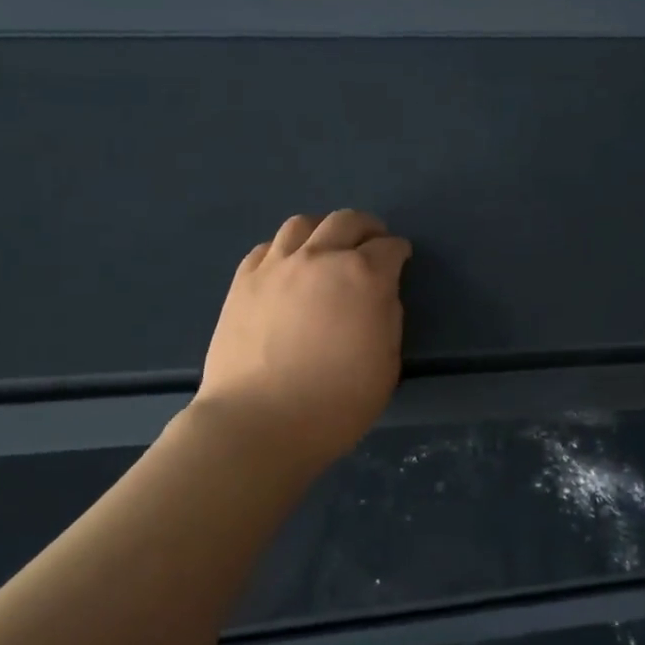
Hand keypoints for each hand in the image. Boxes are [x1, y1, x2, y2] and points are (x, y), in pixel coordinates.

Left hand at [191, 209, 412, 470]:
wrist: (258, 423)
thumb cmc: (335, 403)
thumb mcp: (386, 366)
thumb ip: (388, 318)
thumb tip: (378, 296)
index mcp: (364, 276)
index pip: (390, 248)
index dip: (399, 252)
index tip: (400, 259)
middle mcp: (321, 258)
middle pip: (347, 221)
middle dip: (366, 228)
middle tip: (371, 243)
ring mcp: (277, 266)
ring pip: (303, 224)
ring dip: (323, 230)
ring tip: (326, 248)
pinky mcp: (243, 281)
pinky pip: (267, 248)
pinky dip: (284, 250)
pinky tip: (287, 268)